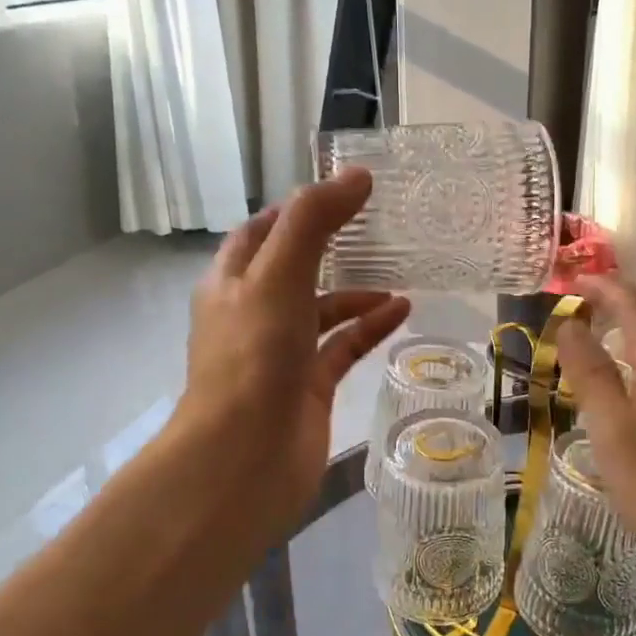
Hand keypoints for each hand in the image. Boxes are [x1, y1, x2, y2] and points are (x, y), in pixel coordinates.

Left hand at [173, 169, 409, 549]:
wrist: (244, 459)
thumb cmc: (253, 356)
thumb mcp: (278, 275)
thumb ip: (314, 221)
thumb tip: (357, 176)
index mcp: (232, 283)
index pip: (260, 233)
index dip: (294, 210)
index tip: (338, 193)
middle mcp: (253, 315)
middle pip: (293, 270)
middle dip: (330, 248)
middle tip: (376, 226)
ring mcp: (282, 354)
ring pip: (322, 311)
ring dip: (355, 291)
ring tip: (400, 272)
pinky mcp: (310, 387)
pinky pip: (344, 347)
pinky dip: (370, 327)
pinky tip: (403, 311)